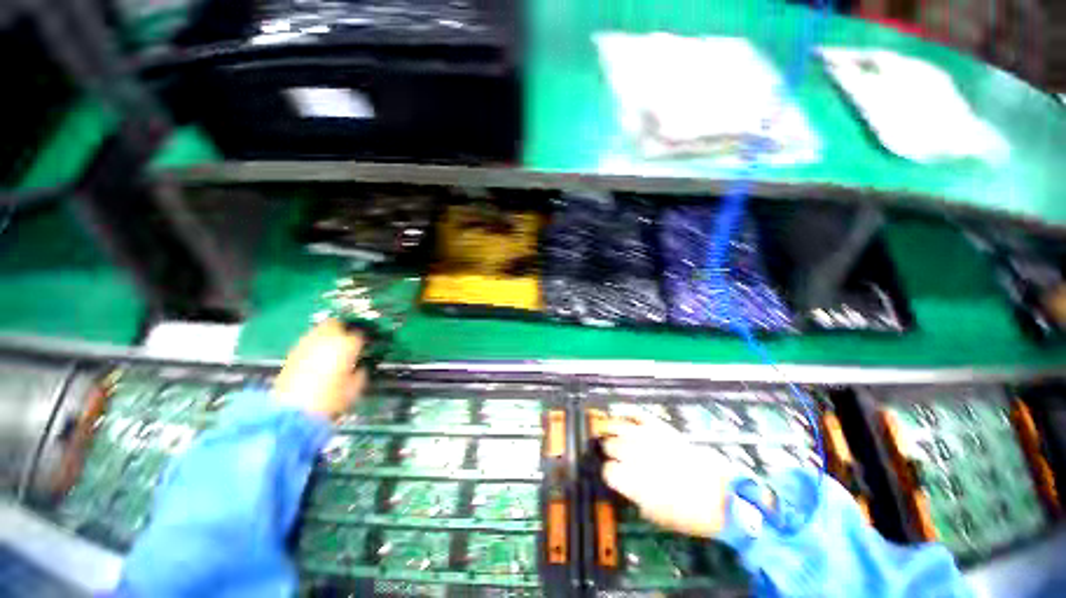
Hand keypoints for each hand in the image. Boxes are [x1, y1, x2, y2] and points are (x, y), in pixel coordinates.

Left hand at [273, 320, 367, 419]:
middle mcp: (326, 338)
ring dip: (327, 335)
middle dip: (343, 329)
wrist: (292, 411)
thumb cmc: (329, 399)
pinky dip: (314, 345)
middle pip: (336, 323)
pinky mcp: (292, 353)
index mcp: (346, 344)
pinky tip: (317, 357)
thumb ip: (360, 373)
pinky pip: (307, 342)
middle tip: (348, 340)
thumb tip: (360, 368)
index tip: (365, 346)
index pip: (359, 334)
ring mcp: (306, 343)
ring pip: (319, 329)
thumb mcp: (354, 388)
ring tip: (331, 347)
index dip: (363, 339)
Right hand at [600, 414, 731, 537]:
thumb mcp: (654, 514)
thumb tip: (621, 481)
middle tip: (615, 455)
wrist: (719, 497)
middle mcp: (635, 455)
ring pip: (617, 426)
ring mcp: (647, 437)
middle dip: (609, 450)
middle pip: (609, 444)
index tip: (613, 475)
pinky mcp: (660, 427)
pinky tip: (625, 419)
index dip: (609, 473)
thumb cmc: (687, 514)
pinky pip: (638, 414)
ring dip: (613, 431)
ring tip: (613, 434)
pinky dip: (629, 414)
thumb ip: (632, 494)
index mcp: (632, 481)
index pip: (607, 470)